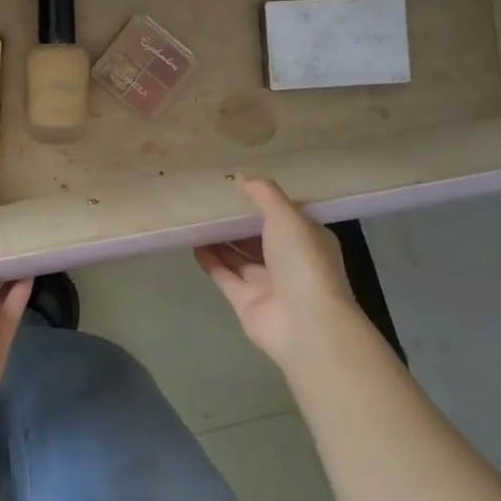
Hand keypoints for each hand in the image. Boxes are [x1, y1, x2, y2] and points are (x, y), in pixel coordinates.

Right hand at [195, 177, 355, 365]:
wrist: (306, 324)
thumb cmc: (302, 262)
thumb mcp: (287, 216)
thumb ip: (264, 194)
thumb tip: (241, 176)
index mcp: (307, 240)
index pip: (285, 216)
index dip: (264, 201)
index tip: (238, 185)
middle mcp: (289, 261)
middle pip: (259, 236)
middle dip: (237, 221)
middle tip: (209, 199)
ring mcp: (268, 284)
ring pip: (240, 256)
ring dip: (220, 239)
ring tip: (196, 216)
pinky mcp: (246, 302)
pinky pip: (224, 276)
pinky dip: (210, 260)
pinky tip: (193, 242)